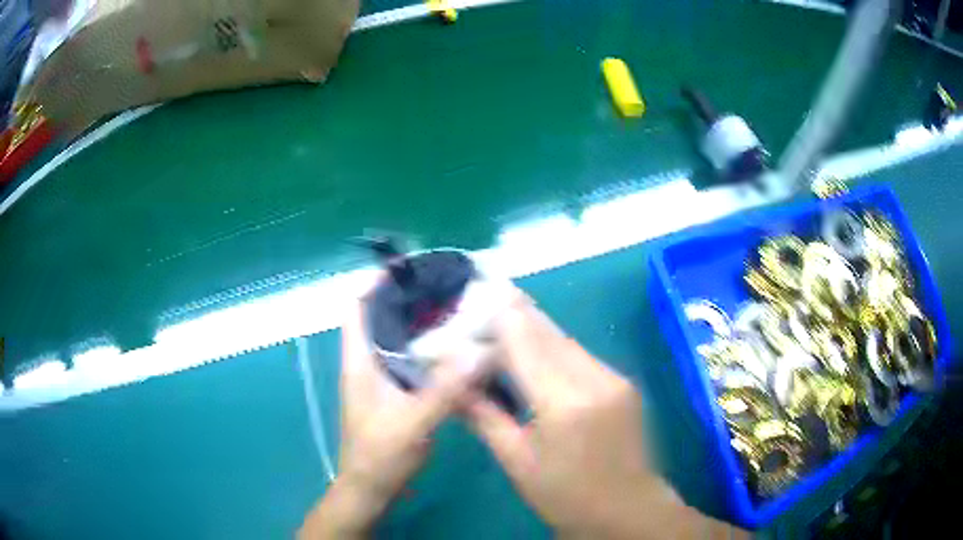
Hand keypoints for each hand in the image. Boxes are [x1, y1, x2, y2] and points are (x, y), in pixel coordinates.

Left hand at [300, 298, 480, 538]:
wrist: (370, 490)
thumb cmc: (380, 456)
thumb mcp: (413, 422)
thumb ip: (445, 388)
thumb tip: (481, 350)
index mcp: (359, 362)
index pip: (356, 308)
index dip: (374, 283)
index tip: (408, 267)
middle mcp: (366, 364)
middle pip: (379, 318)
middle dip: (406, 298)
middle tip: (444, 285)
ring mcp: (379, 381)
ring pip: (396, 340)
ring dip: (419, 323)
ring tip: (454, 309)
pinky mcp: (393, 395)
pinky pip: (409, 361)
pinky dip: (427, 350)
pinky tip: (454, 351)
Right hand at [464, 291, 745, 538]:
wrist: (628, 510)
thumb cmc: (566, 496)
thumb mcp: (517, 463)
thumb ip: (484, 417)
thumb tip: (454, 385)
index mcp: (564, 403)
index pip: (524, 342)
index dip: (498, 317)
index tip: (473, 299)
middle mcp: (594, 378)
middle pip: (547, 332)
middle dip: (515, 314)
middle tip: (484, 298)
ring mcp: (614, 377)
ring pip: (565, 340)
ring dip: (534, 330)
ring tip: (502, 324)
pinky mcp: (622, 382)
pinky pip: (580, 355)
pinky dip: (554, 349)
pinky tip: (535, 355)